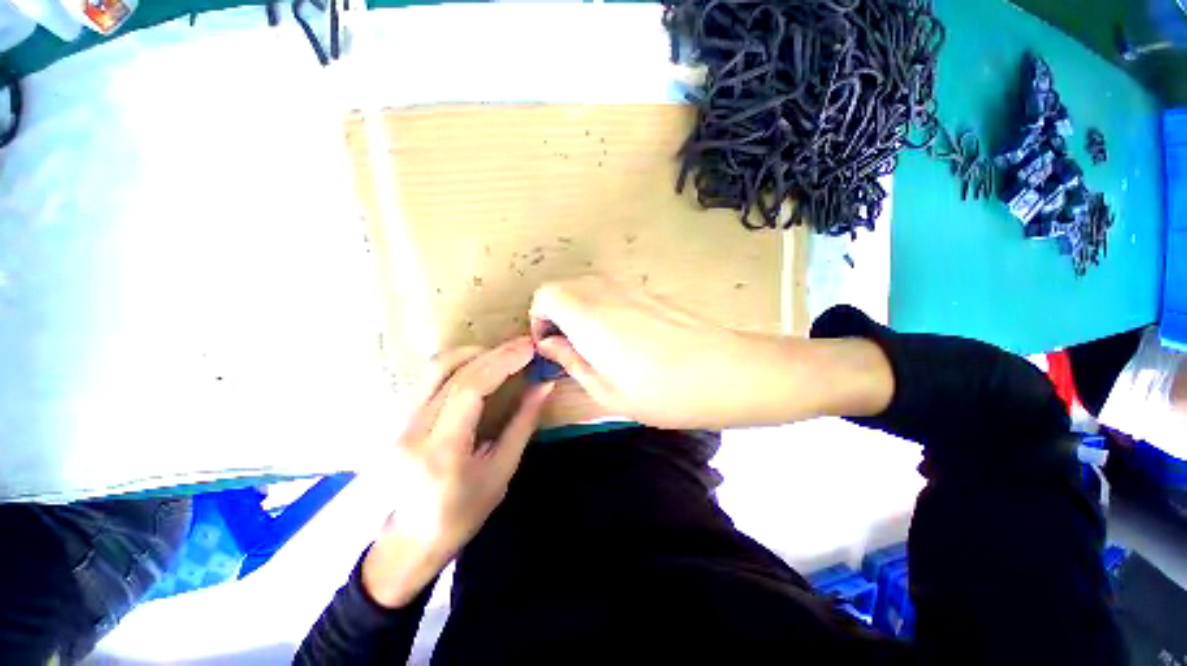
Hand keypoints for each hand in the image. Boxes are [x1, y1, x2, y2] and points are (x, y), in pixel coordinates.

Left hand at [362, 338, 552, 607]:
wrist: (409, 541)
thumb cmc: (462, 514)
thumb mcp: (502, 471)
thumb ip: (523, 423)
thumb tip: (544, 385)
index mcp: (441, 451)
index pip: (470, 389)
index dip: (502, 362)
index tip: (529, 349)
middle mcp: (413, 431)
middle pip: (452, 372)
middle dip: (494, 353)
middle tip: (523, 346)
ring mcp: (399, 423)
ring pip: (435, 368)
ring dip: (474, 353)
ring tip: (504, 353)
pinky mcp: (397, 419)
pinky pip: (429, 378)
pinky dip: (459, 363)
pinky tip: (480, 365)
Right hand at [530, 277, 892, 429]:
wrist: (727, 372)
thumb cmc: (664, 392)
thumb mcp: (607, 390)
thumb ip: (571, 360)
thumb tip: (548, 343)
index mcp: (589, 316)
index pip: (545, 294)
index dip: (538, 318)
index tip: (550, 346)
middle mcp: (606, 292)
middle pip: (563, 286)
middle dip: (555, 314)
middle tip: (568, 348)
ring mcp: (629, 288)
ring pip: (586, 287)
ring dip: (577, 310)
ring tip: (592, 346)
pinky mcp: (648, 292)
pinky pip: (609, 291)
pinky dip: (599, 307)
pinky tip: (620, 338)